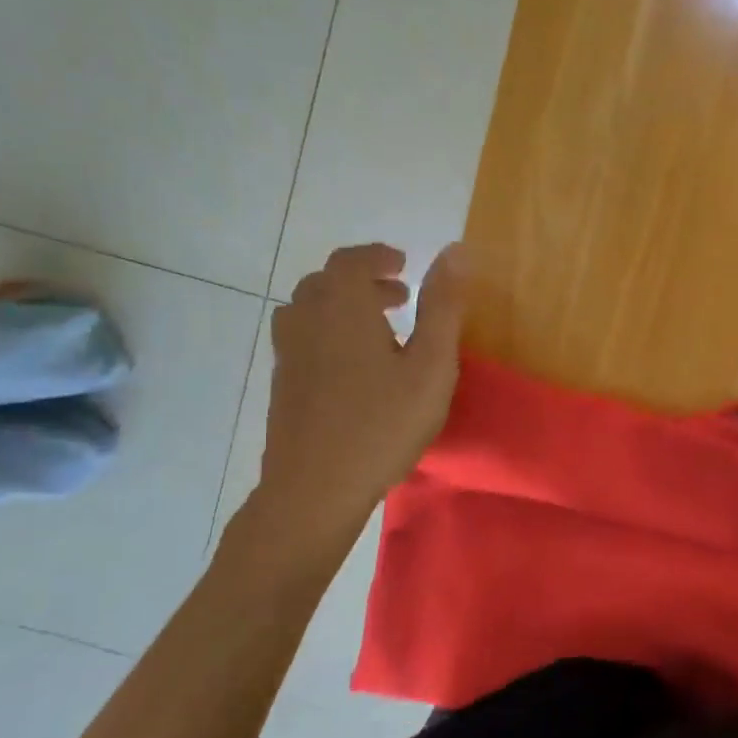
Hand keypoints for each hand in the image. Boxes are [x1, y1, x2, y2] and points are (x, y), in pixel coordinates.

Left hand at [251, 243, 465, 553]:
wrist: (315, 488)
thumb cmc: (383, 424)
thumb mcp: (430, 365)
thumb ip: (443, 306)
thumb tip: (455, 250)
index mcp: (343, 308)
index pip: (351, 260)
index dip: (378, 256)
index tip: (404, 264)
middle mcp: (307, 320)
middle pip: (327, 281)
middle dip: (363, 280)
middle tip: (400, 298)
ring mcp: (289, 354)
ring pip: (309, 309)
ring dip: (343, 306)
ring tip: (379, 329)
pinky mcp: (282, 384)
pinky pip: (302, 337)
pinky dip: (328, 331)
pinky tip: (355, 366)